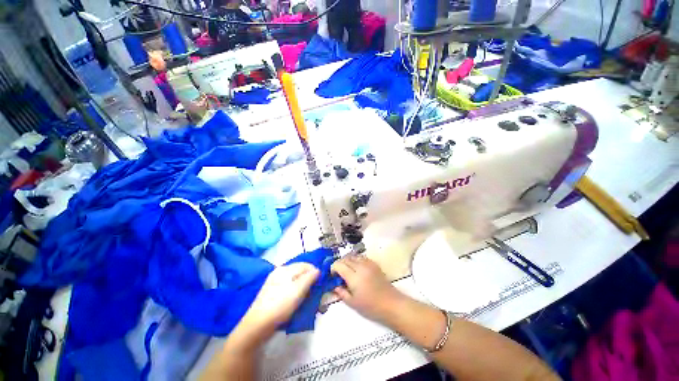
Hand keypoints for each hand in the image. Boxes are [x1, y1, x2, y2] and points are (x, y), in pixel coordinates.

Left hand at [229, 263, 318, 351]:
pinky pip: (288, 288)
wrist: (257, 326)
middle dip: (309, 280)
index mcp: (285, 269)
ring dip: (303, 287)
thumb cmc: (280, 305)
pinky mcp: (272, 293)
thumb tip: (318, 270)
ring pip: (294, 281)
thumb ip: (309, 278)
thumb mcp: (298, 290)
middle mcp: (279, 272)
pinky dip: (295, 292)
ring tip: (307, 298)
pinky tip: (297, 301)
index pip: (305, 265)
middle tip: (315, 292)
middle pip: (300, 272)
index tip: (321, 283)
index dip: (315, 272)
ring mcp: (274, 283)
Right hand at [331, 255, 403, 323]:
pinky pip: (362, 257)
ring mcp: (368, 264)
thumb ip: (341, 292)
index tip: (332, 275)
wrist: (391, 303)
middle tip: (338, 273)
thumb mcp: (353, 303)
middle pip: (345, 259)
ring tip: (347, 270)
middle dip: (339, 264)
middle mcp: (360, 267)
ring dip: (348, 261)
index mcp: (354, 277)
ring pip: (353, 256)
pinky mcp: (374, 264)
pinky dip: (356, 260)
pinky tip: (357, 268)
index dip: (333, 268)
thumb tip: (334, 286)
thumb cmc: (371, 306)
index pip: (339, 265)